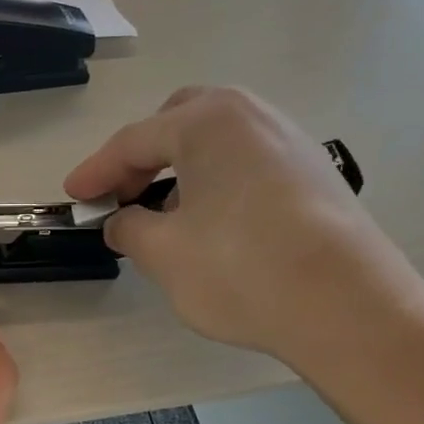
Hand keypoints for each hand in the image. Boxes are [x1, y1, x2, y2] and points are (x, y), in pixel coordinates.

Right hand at [64, 86, 423, 377]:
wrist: (349, 307)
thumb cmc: (242, 269)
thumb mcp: (163, 253)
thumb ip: (127, 228)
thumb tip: (122, 221)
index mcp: (208, 121)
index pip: (134, 141)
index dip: (96, 171)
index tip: (73, 197)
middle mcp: (252, 116)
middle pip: (178, 124)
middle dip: (142, 158)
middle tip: (121, 198)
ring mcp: (290, 141)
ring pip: (216, 143)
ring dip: (180, 171)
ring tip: (163, 217)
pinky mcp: (315, 173)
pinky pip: (247, 163)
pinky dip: (216, 183)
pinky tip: (212, 225)